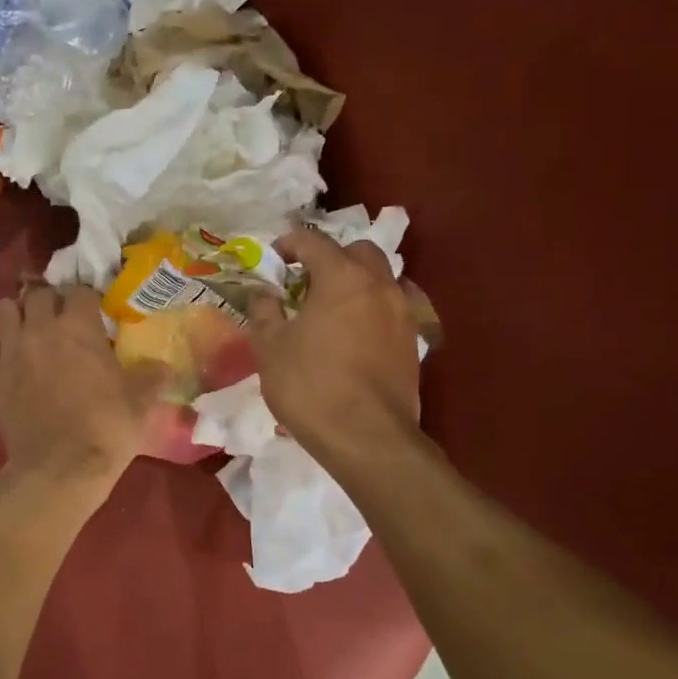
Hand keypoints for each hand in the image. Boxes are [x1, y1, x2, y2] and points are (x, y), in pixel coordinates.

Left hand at [0, 281, 165, 488]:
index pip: (79, 291)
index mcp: (79, 327)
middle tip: (60, 318)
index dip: (86, 299)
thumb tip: (164, 366)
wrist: (60, 469)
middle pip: (38, 293)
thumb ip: (153, 376)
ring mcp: (10, 349)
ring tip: (26, 325)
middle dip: (50, 300)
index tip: (93, 313)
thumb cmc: (106, 430)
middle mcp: (41, 328)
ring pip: (4, 308)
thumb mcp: (141, 402)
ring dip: (16, 311)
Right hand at [247, 230, 422, 465]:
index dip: (289, 244)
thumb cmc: (310, 385)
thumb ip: (264, 310)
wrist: (366, 437)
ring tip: (330, 308)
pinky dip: (371, 308)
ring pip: (381, 277)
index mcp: (341, 277)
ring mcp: (402, 312)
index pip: (314, 241)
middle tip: (306, 281)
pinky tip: (354, 333)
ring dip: (355, 281)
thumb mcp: (269, 346)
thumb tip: (264, 293)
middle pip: (358, 250)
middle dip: (331, 257)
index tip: (274, 258)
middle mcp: (379, 285)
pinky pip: (392, 307)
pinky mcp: (413, 341)